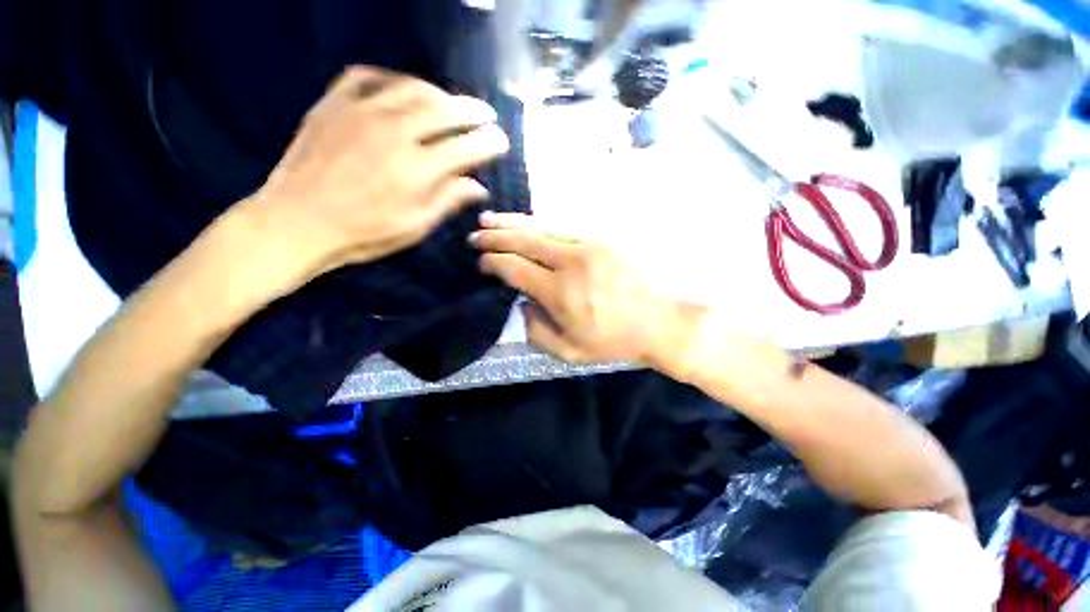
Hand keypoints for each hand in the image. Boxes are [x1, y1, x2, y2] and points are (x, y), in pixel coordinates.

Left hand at [245, 66, 509, 283]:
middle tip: (486, 115)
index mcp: (417, 169)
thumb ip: (448, 200)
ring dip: (439, 93)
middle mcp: (394, 132)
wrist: (297, 222)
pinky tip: (401, 89)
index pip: (466, 147)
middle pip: (444, 109)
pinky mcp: (333, 103)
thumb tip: (479, 186)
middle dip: (472, 111)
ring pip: (411, 87)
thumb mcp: (414, 226)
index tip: (501, 141)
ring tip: (451, 103)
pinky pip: (367, 76)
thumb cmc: (363, 233)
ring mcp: (361, 111)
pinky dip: (391, 78)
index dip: (489, 142)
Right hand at [471, 213, 684, 364]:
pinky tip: (526, 222)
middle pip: (524, 241)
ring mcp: (588, 245)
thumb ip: (537, 331)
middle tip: (475, 236)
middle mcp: (570, 262)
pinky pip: (562, 227)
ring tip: (489, 220)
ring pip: (541, 228)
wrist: (660, 321)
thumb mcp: (571, 351)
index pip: (515, 268)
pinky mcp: (602, 239)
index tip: (481, 263)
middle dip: (495, 237)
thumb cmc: (615, 341)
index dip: (493, 263)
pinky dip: (539, 224)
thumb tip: (520, 304)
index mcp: (560, 293)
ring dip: (512, 223)